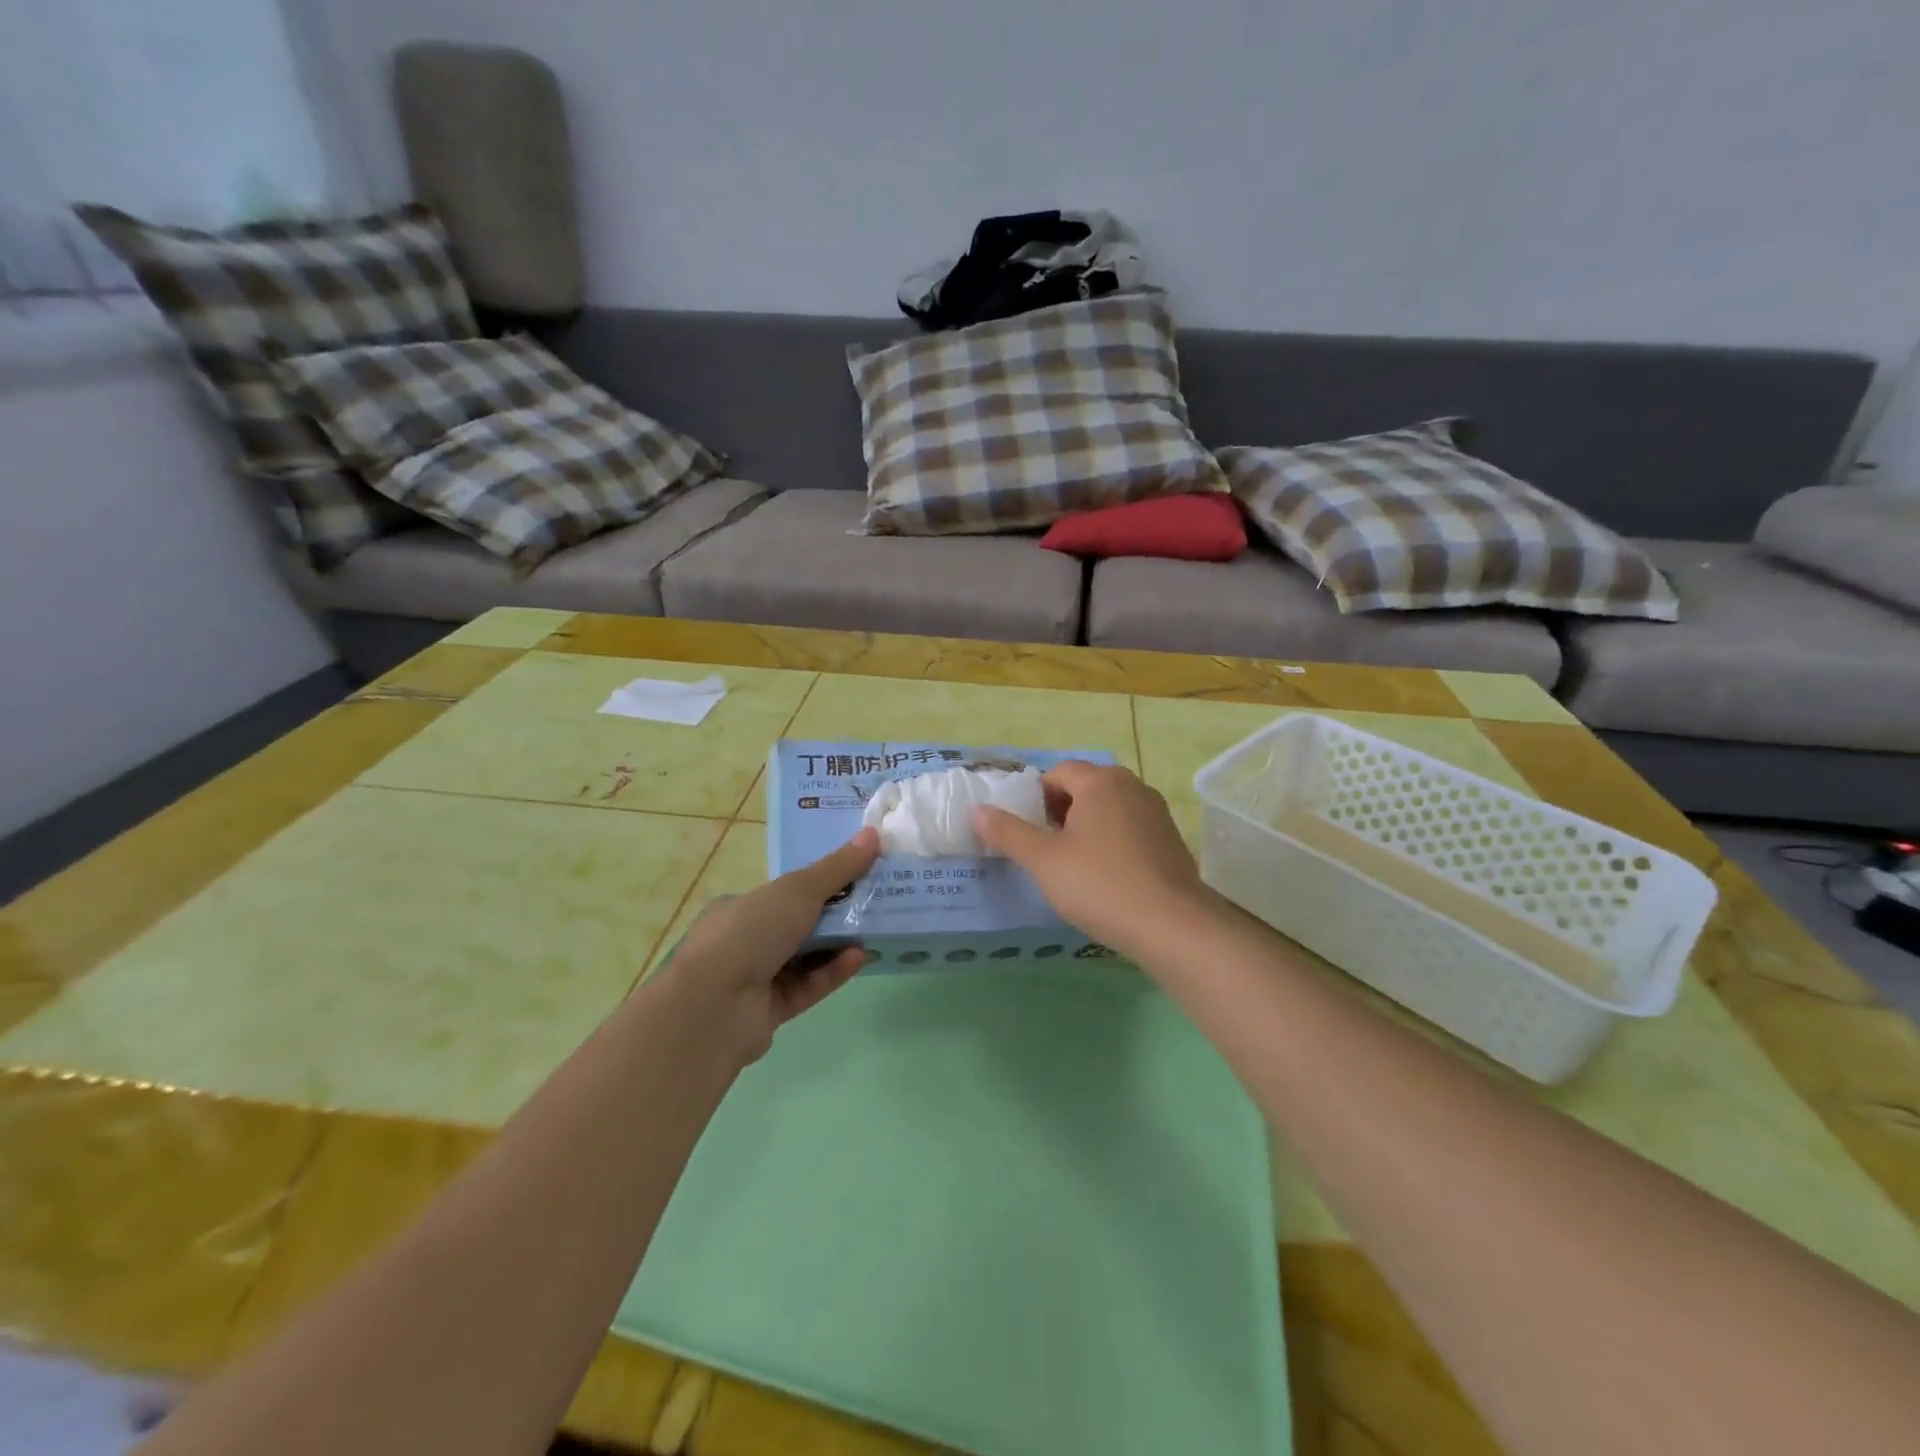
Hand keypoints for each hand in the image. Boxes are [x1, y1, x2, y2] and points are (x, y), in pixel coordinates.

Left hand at [657, 828, 880, 1064]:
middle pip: (798, 924)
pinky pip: (807, 987)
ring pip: (805, 958)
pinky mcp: (769, 1012)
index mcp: (739, 907)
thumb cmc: (750, 933)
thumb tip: (874, 834)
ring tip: (875, 929)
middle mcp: (743, 941)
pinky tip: (860, 957)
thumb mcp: (797, 889)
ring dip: (838, 943)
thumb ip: (838, 867)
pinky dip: (832, 972)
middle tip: (876, 901)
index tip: (856, 874)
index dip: (820, 882)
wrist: (713, 1008)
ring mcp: (754, 980)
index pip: (783, 891)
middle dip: (835, 914)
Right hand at [973, 762, 1207, 957]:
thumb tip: (978, 811)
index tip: (1025, 830)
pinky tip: (1106, 877)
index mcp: (1100, 781)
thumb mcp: (1044, 860)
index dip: (1035, 797)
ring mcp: (1156, 812)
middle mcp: (1132, 786)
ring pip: (1109, 809)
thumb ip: (1009, 832)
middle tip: (1044, 848)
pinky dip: (1112, 842)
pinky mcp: (1171, 840)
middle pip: (1085, 787)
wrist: (1172, 926)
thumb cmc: (1100, 885)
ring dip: (1086, 827)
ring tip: (1072, 864)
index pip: (1058, 772)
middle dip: (1060, 811)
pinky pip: (1131, 829)